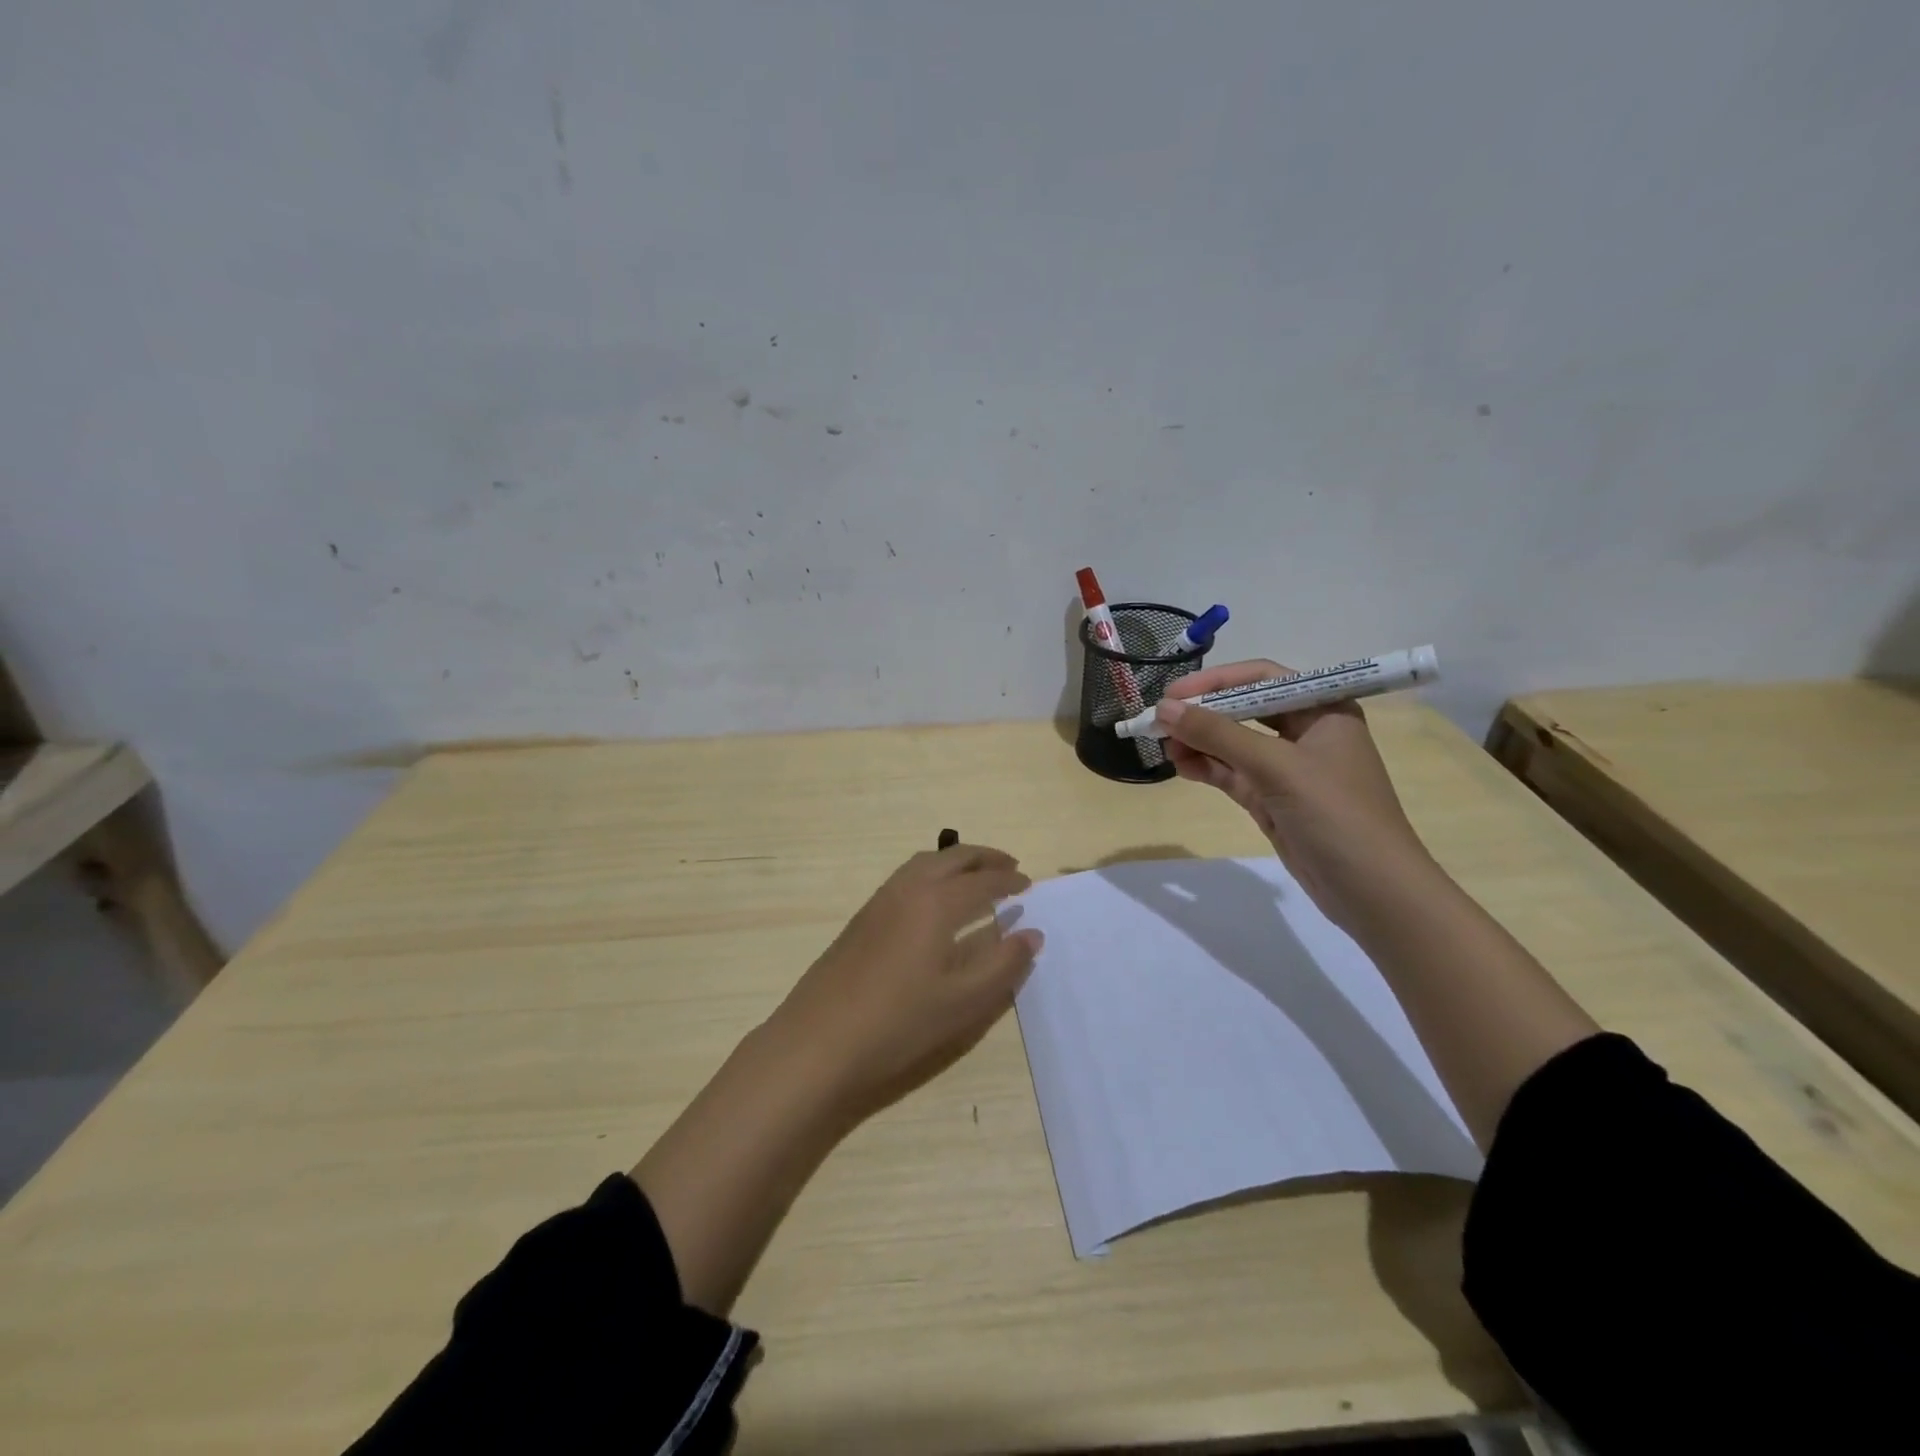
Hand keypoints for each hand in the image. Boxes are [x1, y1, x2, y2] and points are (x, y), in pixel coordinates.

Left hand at [762, 843, 1041, 1122]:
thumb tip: (1032, 934)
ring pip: (924, 863)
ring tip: (975, 877)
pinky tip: (935, 902)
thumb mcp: (963, 1001)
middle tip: (1009, 866)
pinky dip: (931, 874)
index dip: (1009, 880)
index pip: (982, 881)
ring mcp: (879, 901)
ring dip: (955, 862)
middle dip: (984, 858)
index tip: (1029, 884)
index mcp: (936, 903)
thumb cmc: (898, 1023)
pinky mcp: (861, 918)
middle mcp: (908, 889)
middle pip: (952, 858)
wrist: (818, 1042)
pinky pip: (905, 878)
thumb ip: (1003, 964)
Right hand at [1158, 660, 1433, 931]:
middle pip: (1245, 709)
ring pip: (1234, 744)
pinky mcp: (1274, 799)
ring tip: (1165, 747)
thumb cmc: (1335, 814)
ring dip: (1200, 742)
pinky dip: (1208, 768)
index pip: (1262, 678)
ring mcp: (1289, 769)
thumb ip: (1218, 734)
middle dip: (1203, 714)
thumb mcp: (1276, 767)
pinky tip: (1182, 767)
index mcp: (1323, 709)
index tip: (1173, 695)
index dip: (1216, 682)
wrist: (1373, 892)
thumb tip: (1164, 709)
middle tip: (1160, 722)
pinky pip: (1233, 774)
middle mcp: (1307, 732)